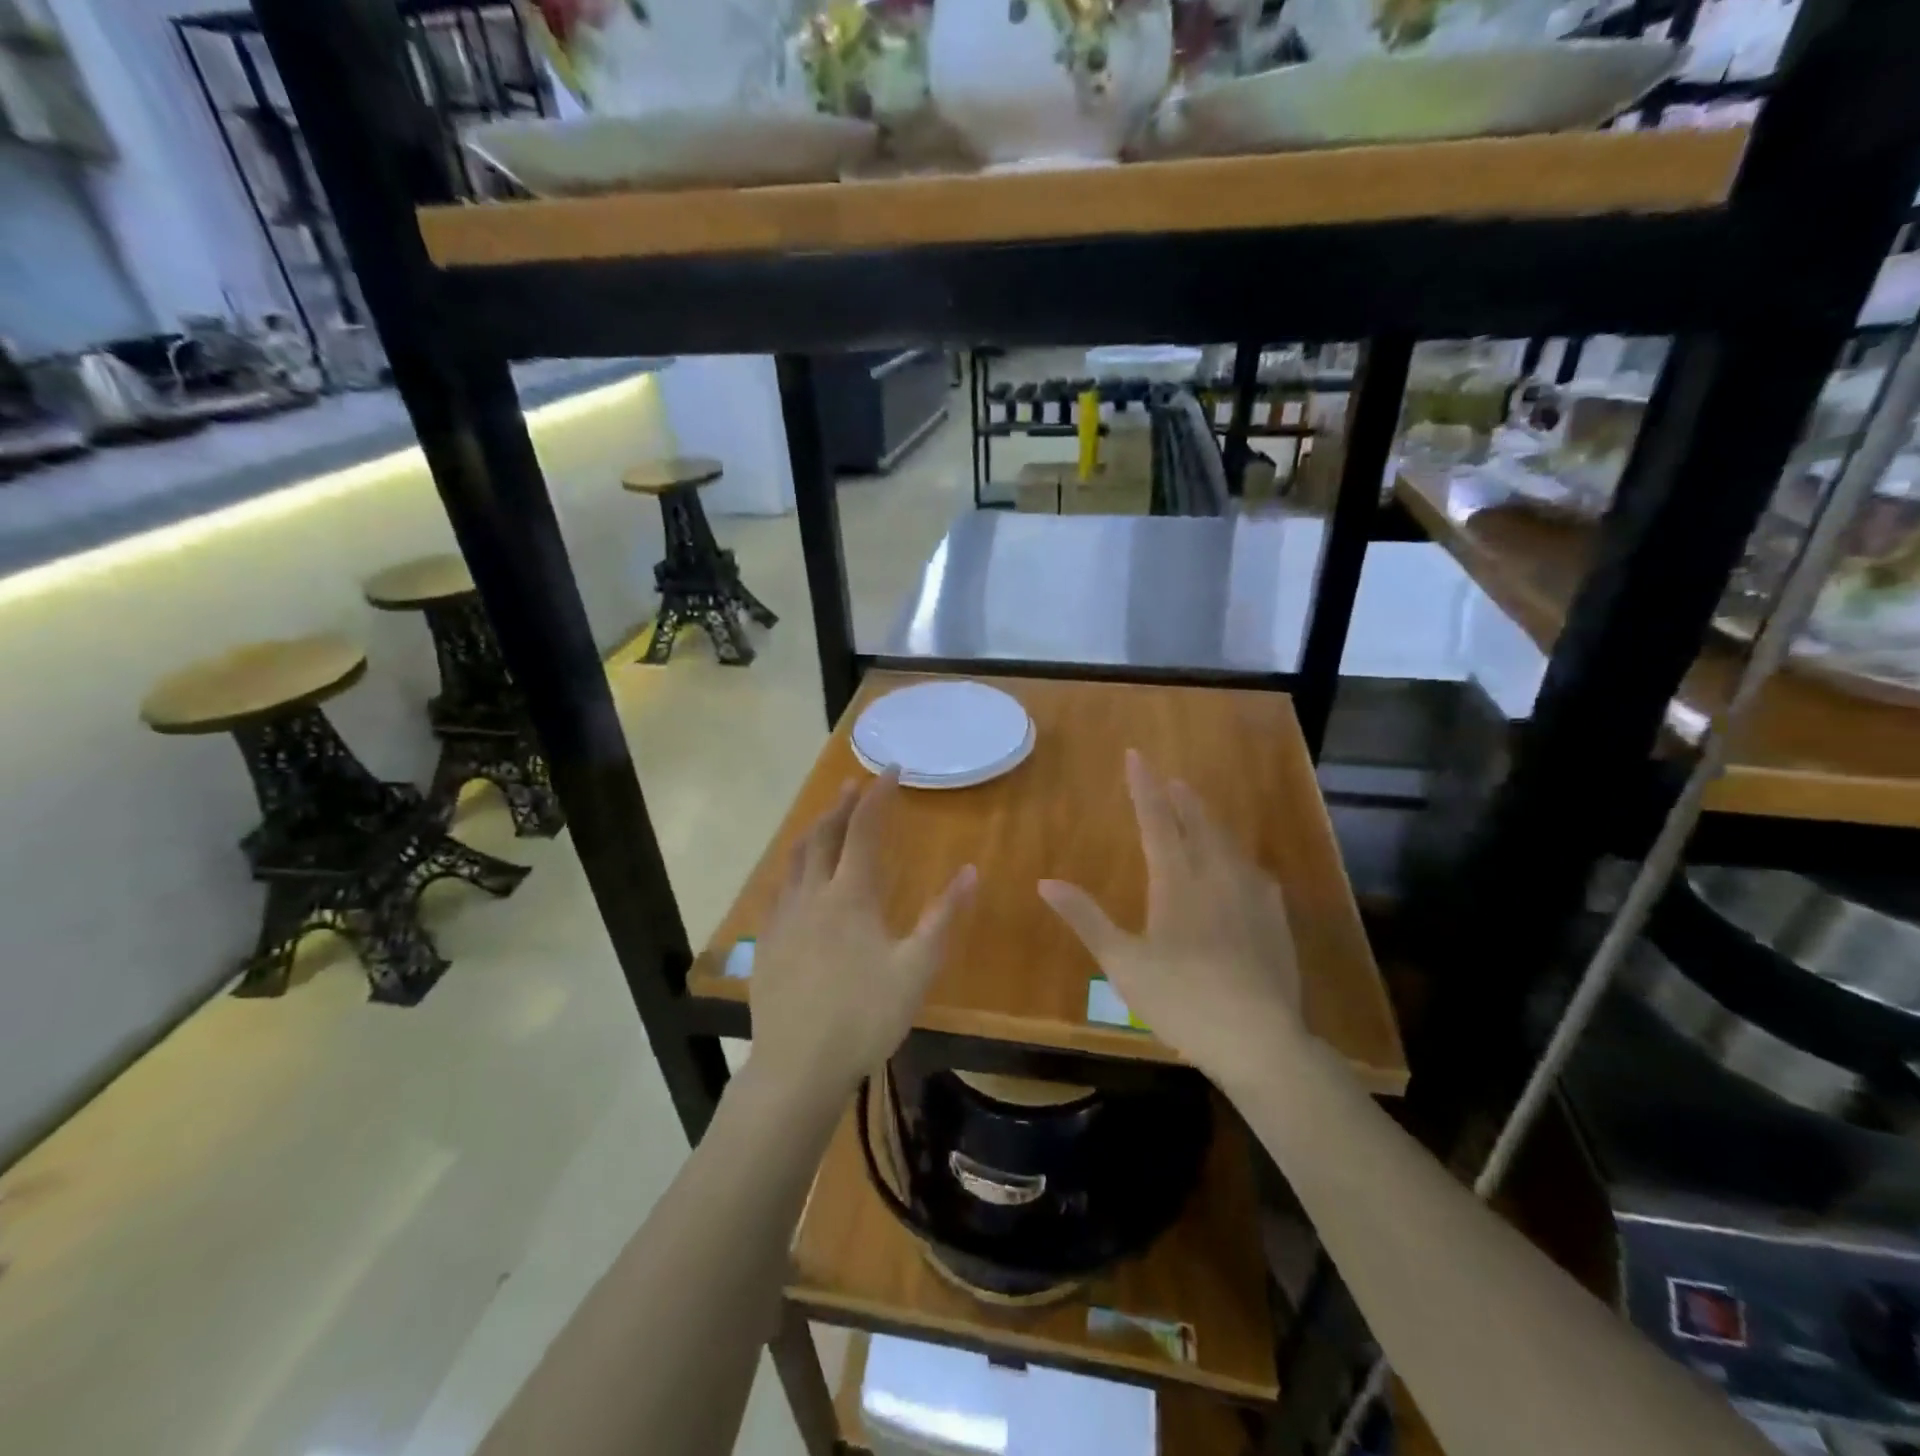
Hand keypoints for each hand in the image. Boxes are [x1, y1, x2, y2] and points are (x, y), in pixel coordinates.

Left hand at [749, 768, 975, 1101]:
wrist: (798, 1065)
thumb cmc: (864, 1016)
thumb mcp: (916, 969)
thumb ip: (944, 918)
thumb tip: (970, 871)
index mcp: (850, 896)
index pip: (863, 830)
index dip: (878, 796)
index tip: (891, 770)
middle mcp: (813, 894)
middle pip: (824, 835)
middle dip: (841, 805)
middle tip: (855, 784)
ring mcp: (784, 917)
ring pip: (796, 858)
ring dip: (814, 830)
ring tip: (826, 819)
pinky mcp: (768, 941)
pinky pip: (780, 888)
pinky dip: (794, 867)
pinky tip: (797, 879)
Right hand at [1039, 750, 1302, 1090]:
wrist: (1260, 1039)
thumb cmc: (1182, 999)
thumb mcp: (1123, 962)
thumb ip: (1086, 918)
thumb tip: (1046, 882)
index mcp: (1177, 882)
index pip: (1157, 820)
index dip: (1144, 787)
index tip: (1136, 756)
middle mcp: (1216, 877)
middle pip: (1199, 824)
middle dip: (1181, 798)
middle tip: (1170, 779)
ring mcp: (1252, 897)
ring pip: (1228, 844)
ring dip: (1210, 821)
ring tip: (1199, 811)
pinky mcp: (1274, 919)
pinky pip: (1253, 872)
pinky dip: (1237, 857)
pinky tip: (1242, 867)